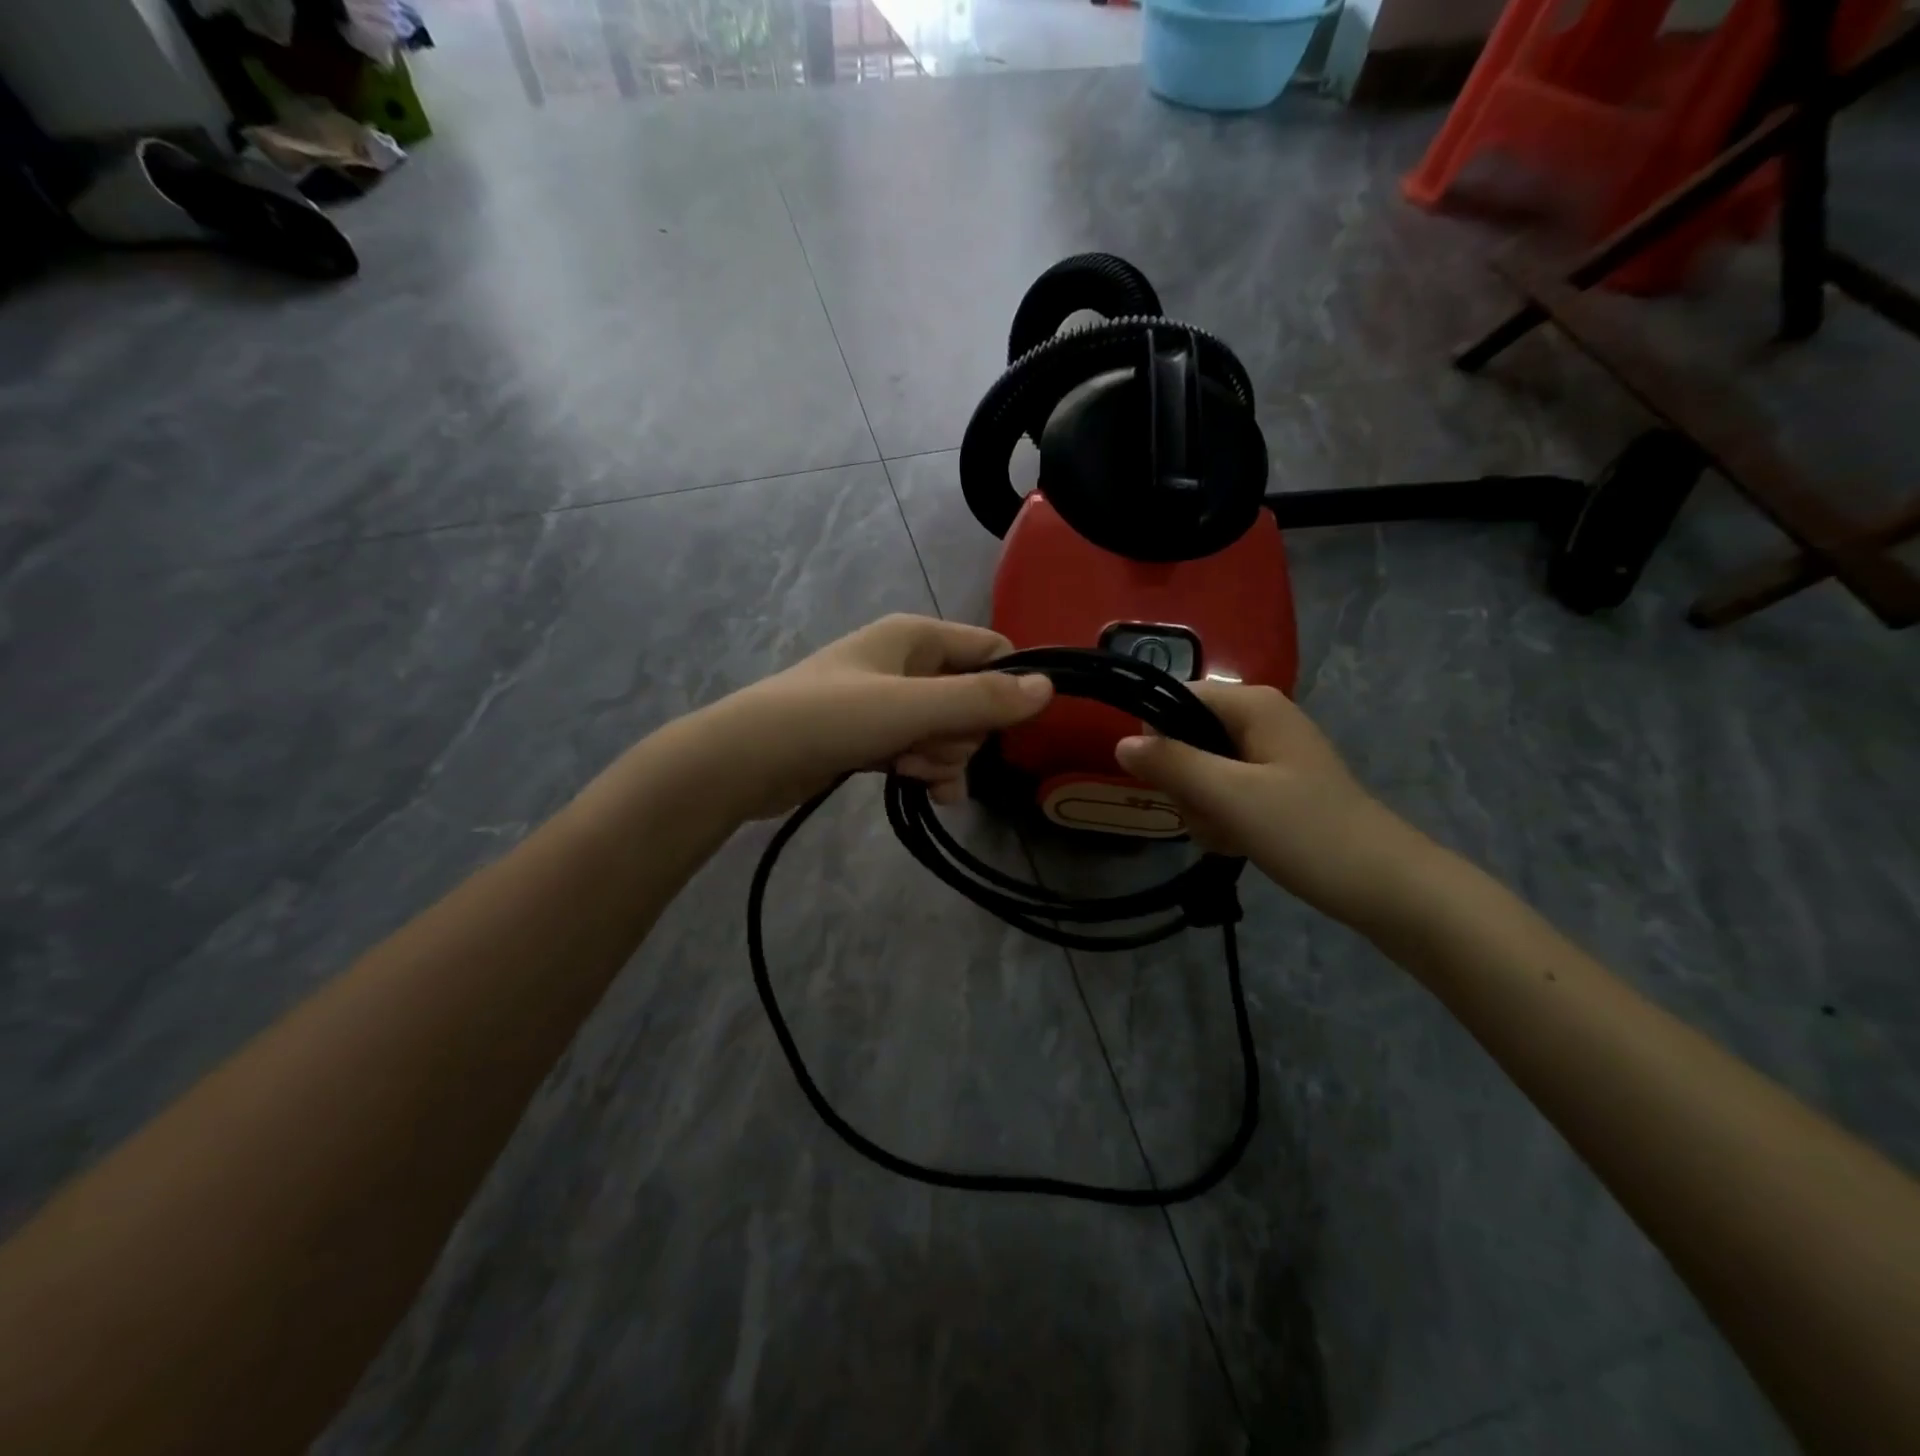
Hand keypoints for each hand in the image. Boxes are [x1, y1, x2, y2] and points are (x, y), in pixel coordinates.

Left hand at [695, 614, 1053, 820]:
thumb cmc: (831, 718)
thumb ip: (981, 700)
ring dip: (942, 757)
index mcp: (917, 636)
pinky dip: (928, 770)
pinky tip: (926, 791)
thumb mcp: (912, 706)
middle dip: (962, 733)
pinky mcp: (875, 736)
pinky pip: (922, 750)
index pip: (991, 651)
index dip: (1006, 688)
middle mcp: (907, 662)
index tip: (1004, 727)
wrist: (747, 759)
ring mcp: (890, 701)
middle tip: (927, 746)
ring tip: (909, 769)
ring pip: (949, 730)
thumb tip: (1049, 687)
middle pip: (974, 697)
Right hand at [1114, 683, 1431, 926]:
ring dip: (1201, 808)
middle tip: (1207, 814)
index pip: (1176, 698)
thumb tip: (1120, 744)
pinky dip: (1221, 819)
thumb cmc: (1306, 831)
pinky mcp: (1275, 787)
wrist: (1384, 886)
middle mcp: (1260, 719)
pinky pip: (1224, 793)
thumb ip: (1172, 765)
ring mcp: (1268, 755)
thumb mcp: (1230, 796)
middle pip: (1186, 738)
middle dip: (1185, 783)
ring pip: (1201, 772)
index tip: (1162, 780)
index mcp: (1253, 704)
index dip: (1158, 737)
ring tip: (1227, 834)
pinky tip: (1236, 842)